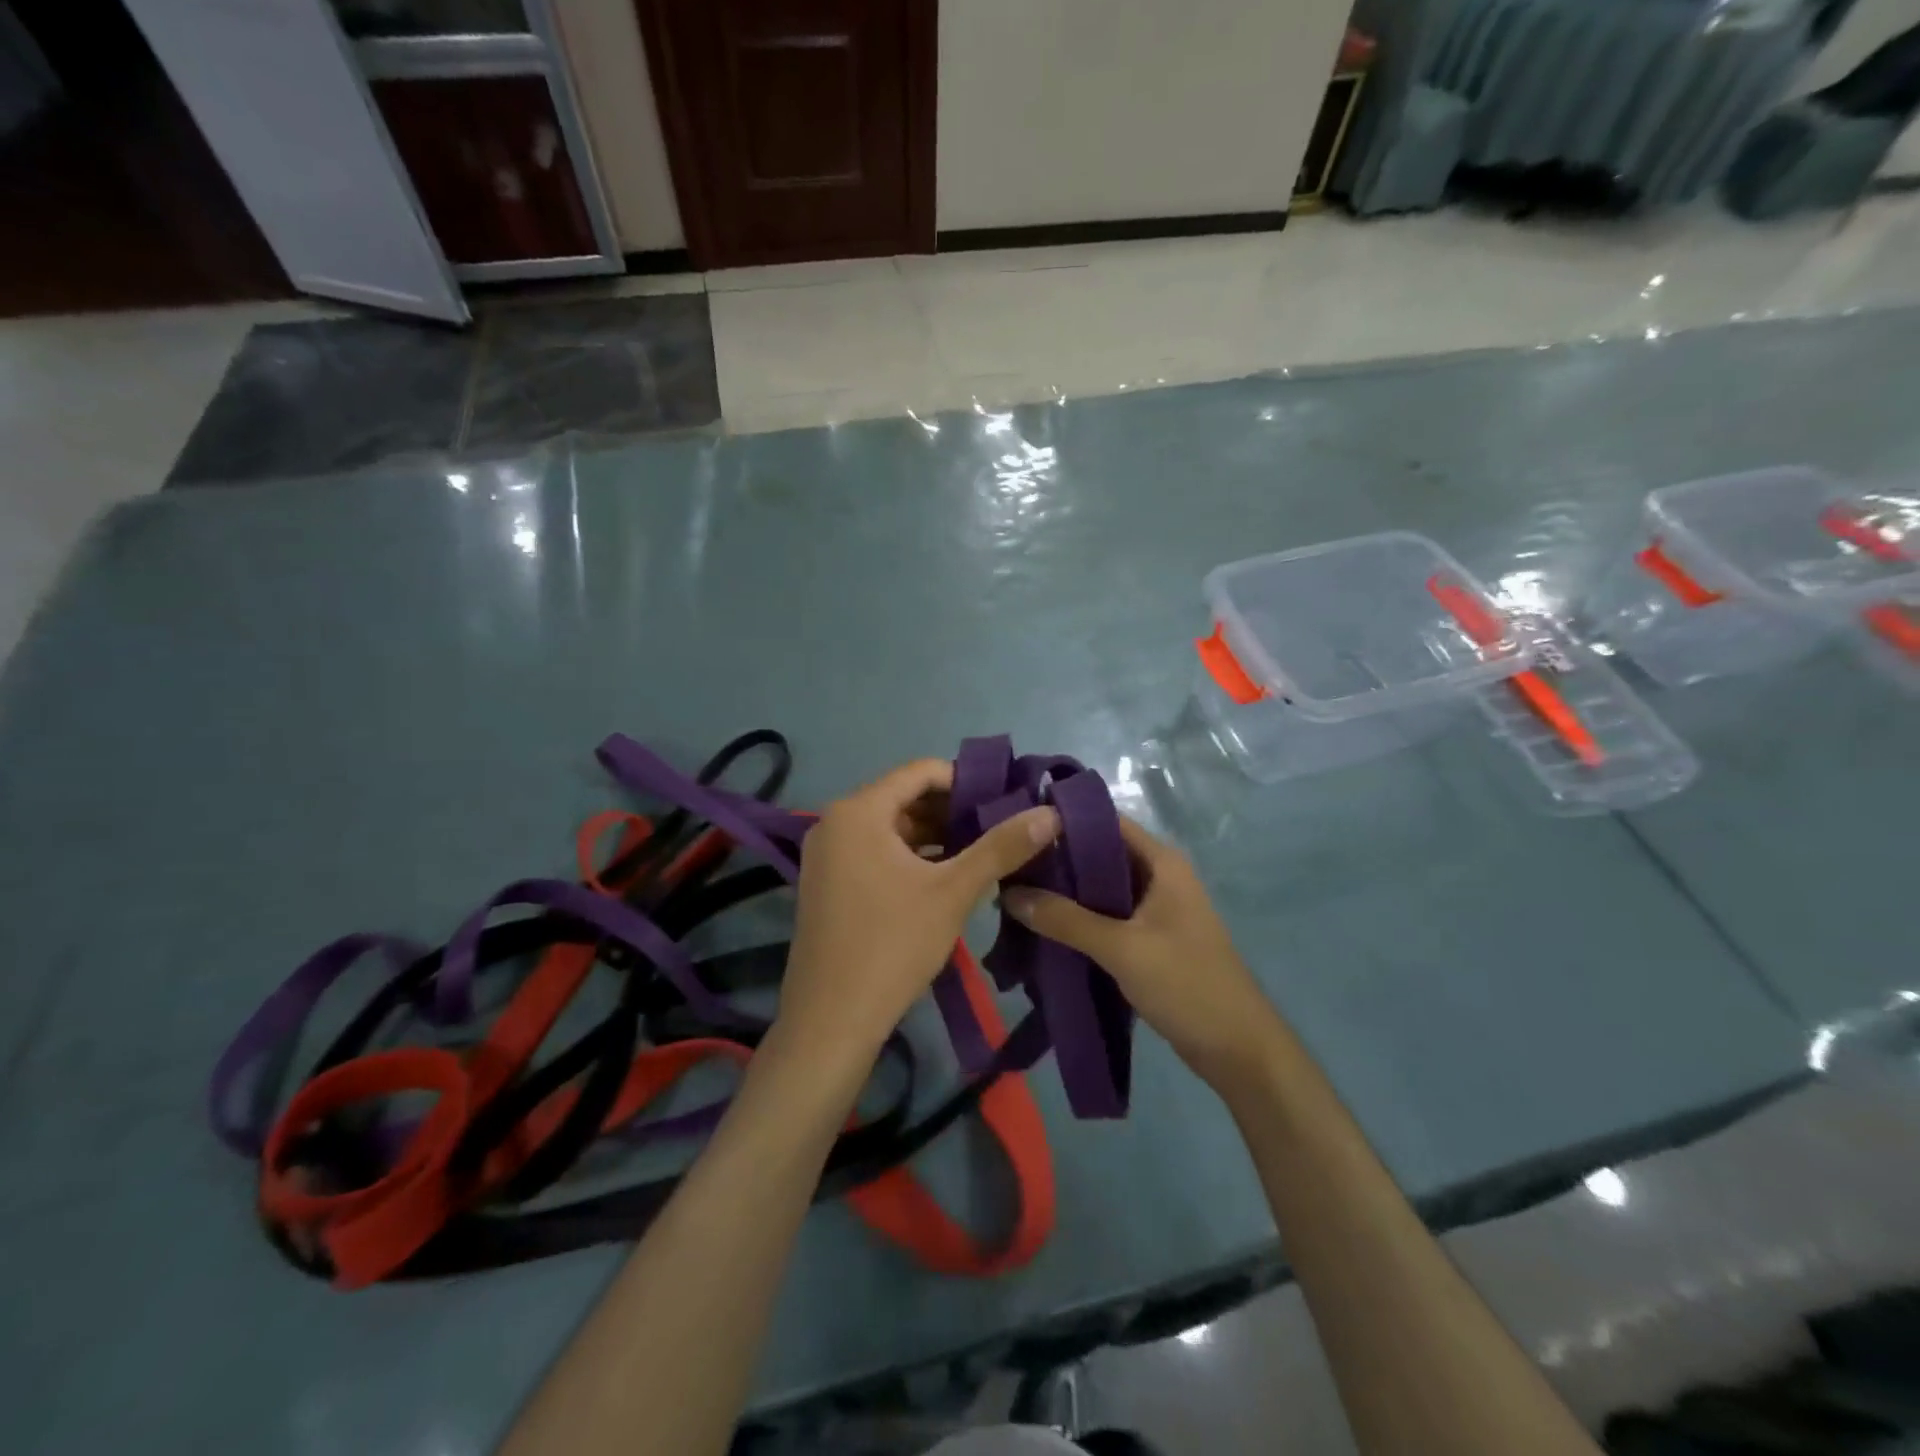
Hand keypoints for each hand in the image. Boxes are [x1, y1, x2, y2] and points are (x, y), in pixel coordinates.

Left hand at [778, 759, 1060, 1059]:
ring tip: (978, 853)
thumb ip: (1001, 847)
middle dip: (951, 811)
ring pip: (889, 827)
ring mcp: (825, 854)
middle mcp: (834, 822)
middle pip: (903, 797)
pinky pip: (873, 851)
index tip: (1003, 801)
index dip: (966, 781)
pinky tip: (942, 878)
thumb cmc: (892, 945)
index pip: (920, 772)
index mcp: (858, 811)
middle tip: (997, 830)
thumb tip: (1050, 813)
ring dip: (933, 836)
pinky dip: (908, 857)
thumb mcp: (954, 892)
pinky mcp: (826, 882)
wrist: (830, 1020)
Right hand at [1001, 817, 1285, 1085]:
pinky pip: (1105, 916)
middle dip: (1056, 860)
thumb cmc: (1187, 985)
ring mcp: (1154, 909)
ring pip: (1100, 888)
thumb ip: (1065, 919)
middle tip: (1007, 865)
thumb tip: (1009, 893)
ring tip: (1015, 893)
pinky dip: (1077, 919)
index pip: (1105, 822)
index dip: (1063, 821)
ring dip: (1064, 892)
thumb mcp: (1122, 948)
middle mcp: (1158, 876)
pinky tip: (1042, 927)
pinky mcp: (1148, 938)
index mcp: (1161, 862)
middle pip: (1099, 854)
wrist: (1238, 1050)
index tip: (1017, 826)